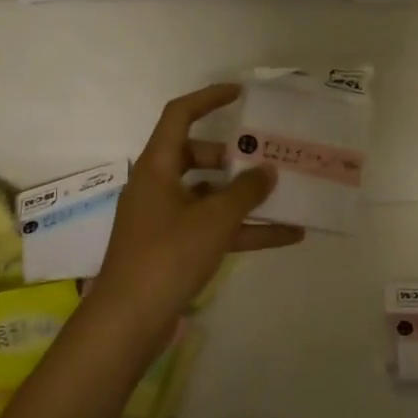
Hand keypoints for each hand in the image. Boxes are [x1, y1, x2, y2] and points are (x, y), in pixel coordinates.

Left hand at [91, 84, 303, 330]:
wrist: (129, 323)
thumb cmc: (167, 256)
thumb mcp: (214, 219)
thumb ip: (246, 191)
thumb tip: (267, 170)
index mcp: (157, 167)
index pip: (179, 116)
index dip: (209, 99)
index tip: (241, 95)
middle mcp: (159, 187)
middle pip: (199, 157)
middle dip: (236, 157)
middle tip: (269, 157)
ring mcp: (167, 220)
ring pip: (212, 196)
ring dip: (247, 197)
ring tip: (288, 194)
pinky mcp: (176, 250)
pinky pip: (215, 230)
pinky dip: (246, 230)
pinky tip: (287, 236)